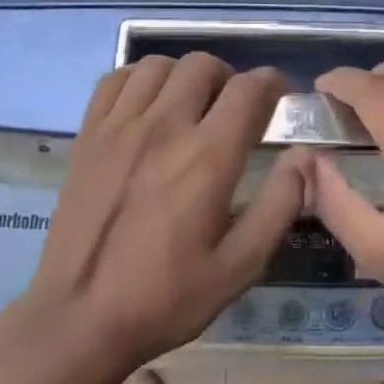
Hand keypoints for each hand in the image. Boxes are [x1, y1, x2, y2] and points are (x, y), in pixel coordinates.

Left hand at [26, 53, 307, 364]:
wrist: (79, 317)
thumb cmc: (166, 297)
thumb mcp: (240, 266)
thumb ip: (278, 205)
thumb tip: (304, 157)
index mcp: (207, 157)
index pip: (249, 89)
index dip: (273, 84)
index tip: (280, 99)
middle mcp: (164, 127)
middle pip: (203, 65)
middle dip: (230, 78)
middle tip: (234, 110)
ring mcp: (119, 127)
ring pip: (158, 65)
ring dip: (184, 77)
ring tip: (191, 106)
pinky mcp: (87, 136)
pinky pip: (115, 80)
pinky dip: (139, 80)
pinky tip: (147, 108)